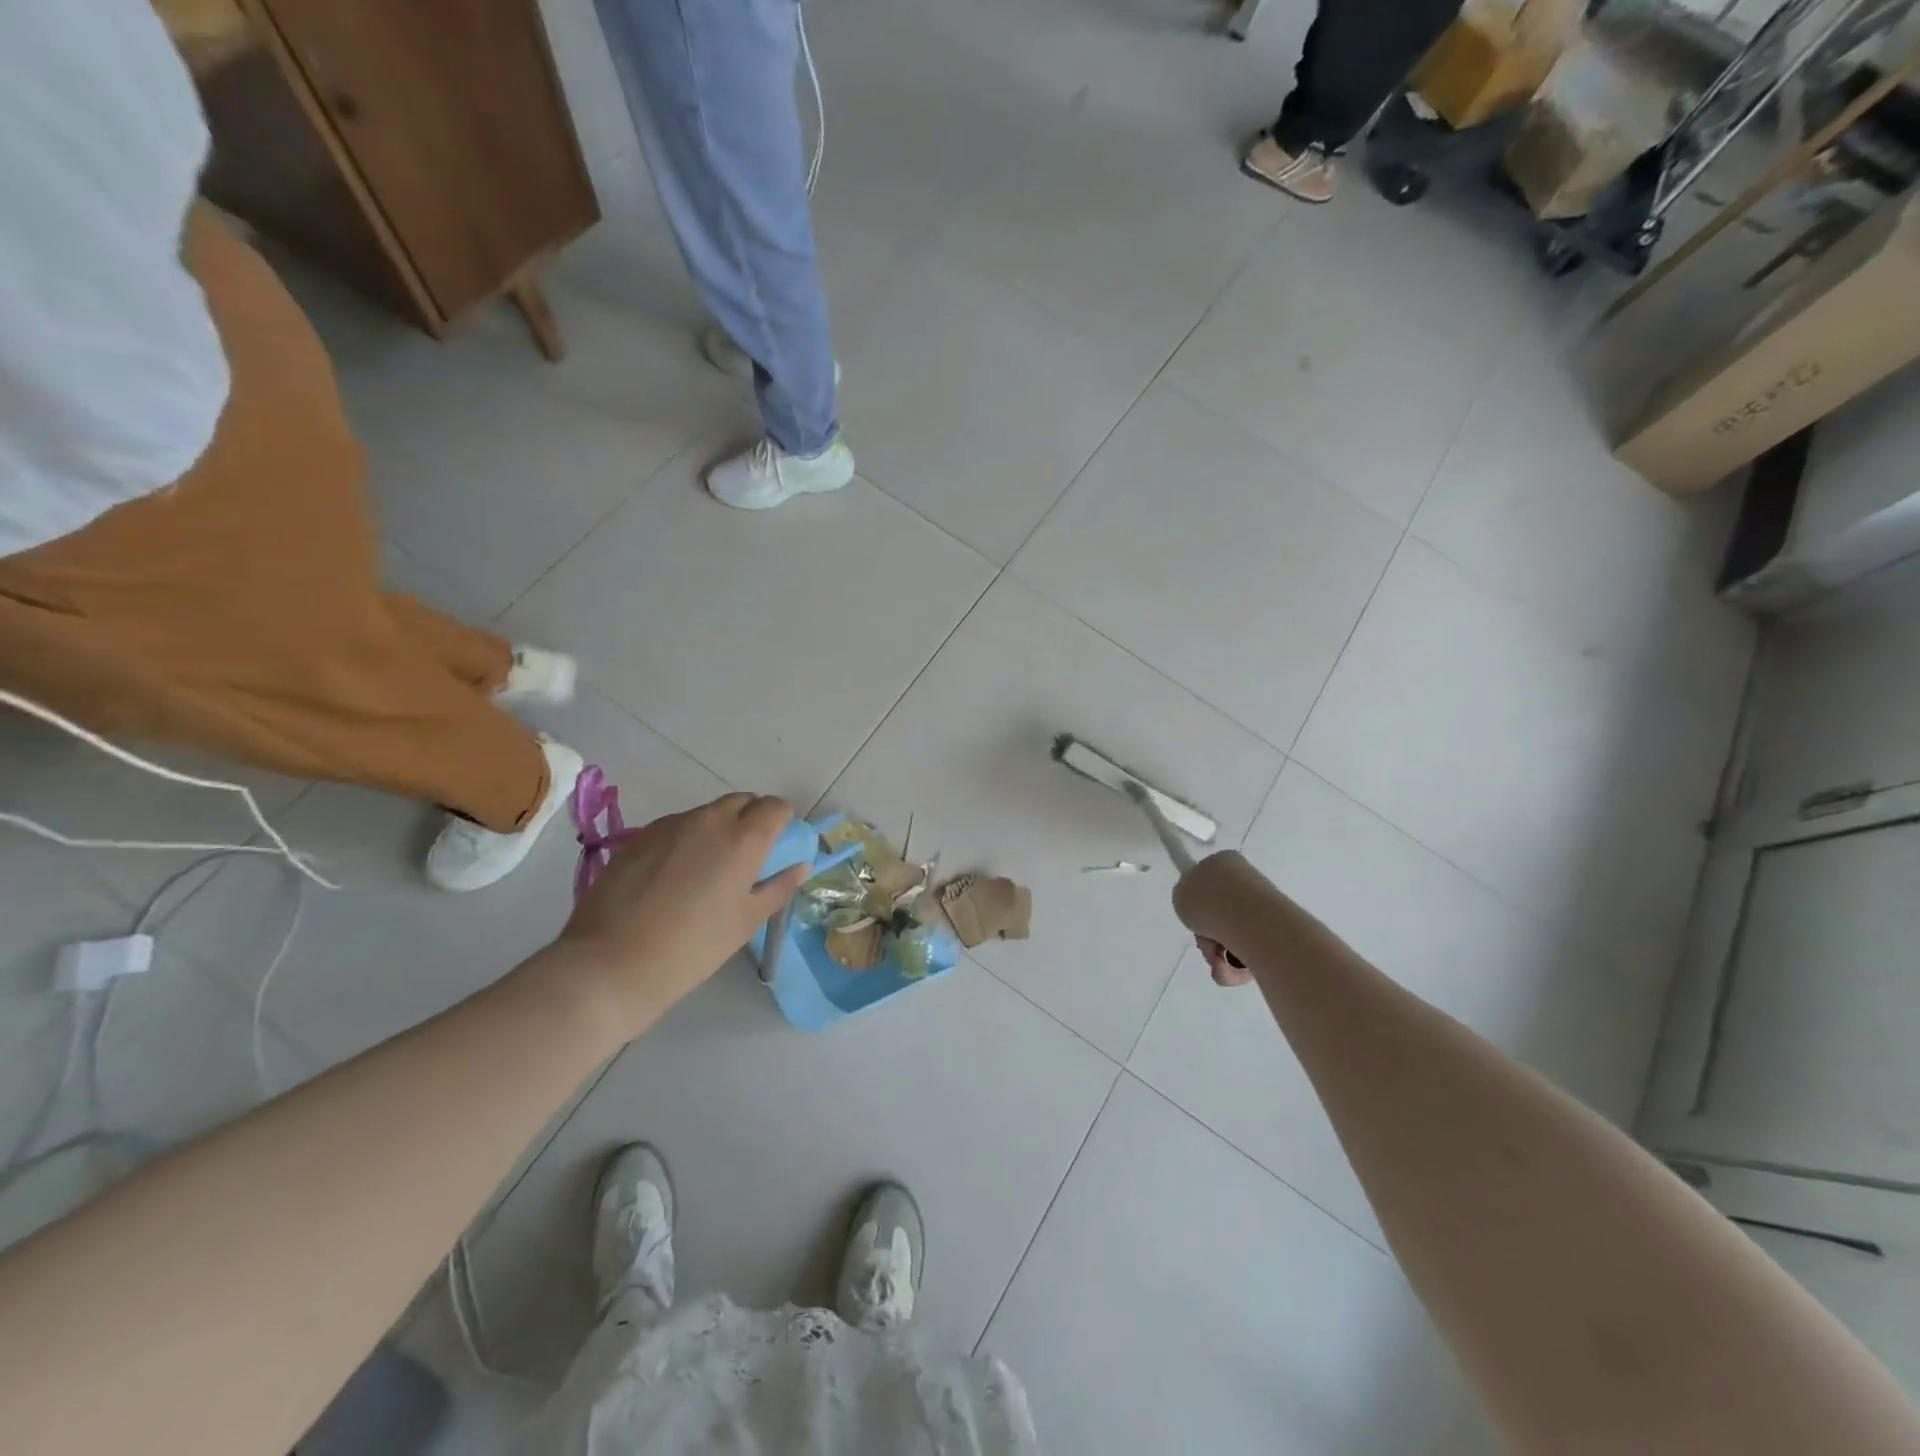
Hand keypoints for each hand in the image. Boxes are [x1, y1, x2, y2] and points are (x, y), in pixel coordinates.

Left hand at [552, 793, 811, 1037]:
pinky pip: (676, 825)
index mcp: (744, 838)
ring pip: (707, 812)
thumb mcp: (746, 922)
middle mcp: (710, 819)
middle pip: (742, 801)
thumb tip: (800, 866)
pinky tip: (674, 875)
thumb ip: (778, 888)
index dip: (782, 823)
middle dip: (752, 819)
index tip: (778, 847)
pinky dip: (687, 838)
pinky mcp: (640, 836)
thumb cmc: (693, 947)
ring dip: (718, 828)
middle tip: (747, 858)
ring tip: (708, 869)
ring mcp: (670, 824)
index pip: (776, 806)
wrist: (611, 964)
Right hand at [1171, 850, 1263, 987]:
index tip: (1195, 916)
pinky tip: (1231, 969)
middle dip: (1207, 936)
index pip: (1207, 882)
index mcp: (1224, 862)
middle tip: (1205, 942)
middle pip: (1218, 914)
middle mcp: (1247, 881)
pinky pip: (1247, 954)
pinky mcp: (1277, 934)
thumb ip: (1186, 898)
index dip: (1197, 903)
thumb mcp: (1180, 894)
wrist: (1246, 920)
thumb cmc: (1208, 901)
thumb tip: (1200, 910)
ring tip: (1218, 961)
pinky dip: (1235, 967)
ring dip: (1218, 955)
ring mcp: (1264, 907)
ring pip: (1230, 937)